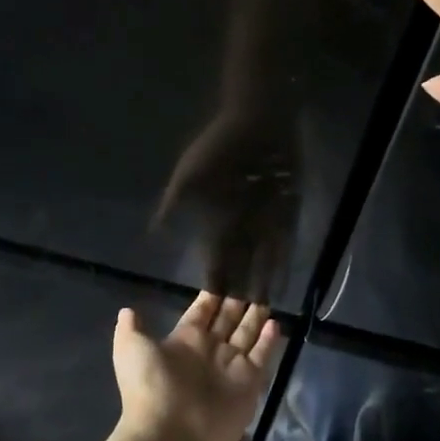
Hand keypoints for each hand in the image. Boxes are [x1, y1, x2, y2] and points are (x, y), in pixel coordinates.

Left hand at [112, 293, 279, 440]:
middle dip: (237, 302)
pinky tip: (276, 322)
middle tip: (251, 280)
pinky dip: (269, 341)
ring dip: (255, 318)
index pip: (202, 312)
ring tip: (266, 297)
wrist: (171, 435)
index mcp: (184, 340)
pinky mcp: (249, 382)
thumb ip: (131, 329)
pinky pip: (262, 356)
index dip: (212, 296)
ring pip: (246, 335)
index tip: (224, 275)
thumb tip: (127, 311)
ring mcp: (230, 367)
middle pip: (227, 320)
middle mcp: (209, 350)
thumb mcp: (132, 350)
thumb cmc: (150, 387)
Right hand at [153, 107, 299, 301]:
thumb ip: (174, 201)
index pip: (214, 257)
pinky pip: (286, 243)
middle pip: (240, 264)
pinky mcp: (286, 212)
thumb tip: (152, 230)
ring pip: (263, 260)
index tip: (209, 305)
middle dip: (238, 290)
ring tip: (262, 313)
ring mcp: (265, 220)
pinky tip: (284, 284)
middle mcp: (241, 224)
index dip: (213, 280)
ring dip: (262, 283)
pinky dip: (284, 263)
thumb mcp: (190, 171)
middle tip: (238, 320)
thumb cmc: (220, 143)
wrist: (258, 120)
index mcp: (217, 217)